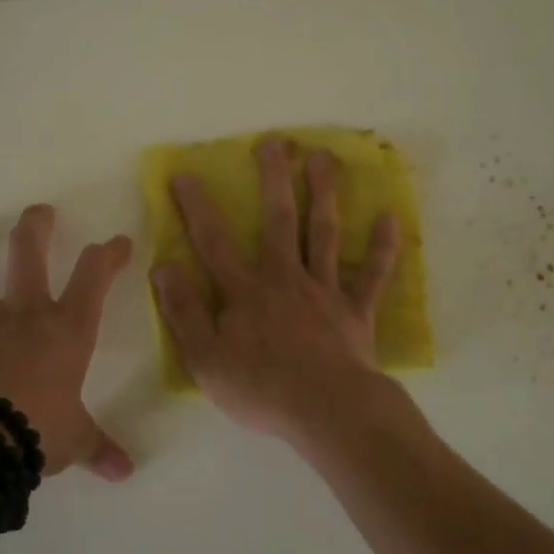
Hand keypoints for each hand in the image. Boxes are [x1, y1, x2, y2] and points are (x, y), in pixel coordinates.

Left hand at [0, 205, 134, 481]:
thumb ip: (98, 448)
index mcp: (67, 330)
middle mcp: (26, 316)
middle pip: (29, 255)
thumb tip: (125, 472)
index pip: (94, 277)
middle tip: (38, 211)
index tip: (118, 242)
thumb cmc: (41, 430)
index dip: (108, 255)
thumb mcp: (77, 439)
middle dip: (35, 227)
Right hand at [150, 138, 399, 442]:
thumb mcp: (205, 359)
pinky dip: (382, 247)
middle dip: (275, 178)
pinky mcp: (356, 310)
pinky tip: (389, 217)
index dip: (197, 207)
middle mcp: (285, 278)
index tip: (186, 174)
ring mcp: (325, 291)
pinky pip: (371, 274)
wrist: (326, 411)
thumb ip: (184, 312)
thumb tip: (164, 267)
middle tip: (275, 142)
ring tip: (324, 158)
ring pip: (324, 233)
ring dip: (324, 193)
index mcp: (246, 291)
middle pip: (279, 220)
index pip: (214, 241)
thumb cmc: (261, 389)